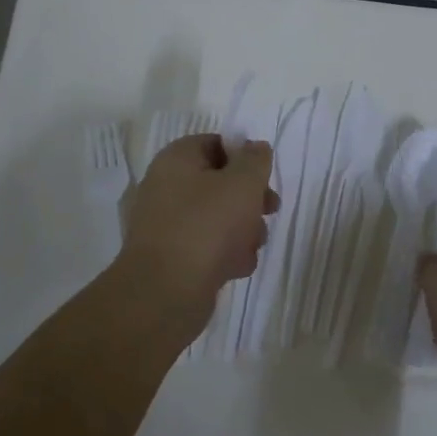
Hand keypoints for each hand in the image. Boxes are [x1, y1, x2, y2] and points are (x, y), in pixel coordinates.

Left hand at [119, 135, 278, 320]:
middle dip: (250, 198)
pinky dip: (225, 254)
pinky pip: (207, 246)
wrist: (166, 292)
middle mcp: (166, 187)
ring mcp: (167, 224)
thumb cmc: (207, 226)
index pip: (215, 143)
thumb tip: (256, 147)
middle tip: (270, 210)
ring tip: (252, 245)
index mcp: (176, 160)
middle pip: (220, 183)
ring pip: (218, 217)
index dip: (244, 156)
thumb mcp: (242, 183)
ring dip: (243, 230)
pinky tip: (236, 267)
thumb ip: (255, 160)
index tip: (264, 175)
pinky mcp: (172, 257)